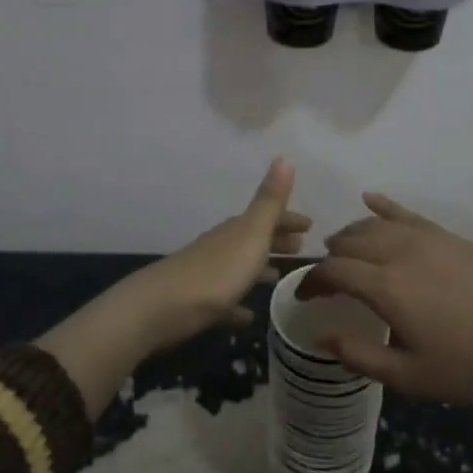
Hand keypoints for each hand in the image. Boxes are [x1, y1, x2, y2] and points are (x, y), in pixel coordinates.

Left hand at [130, 157, 310, 350]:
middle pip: (254, 239)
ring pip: (240, 267)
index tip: (311, 225)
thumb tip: (283, 156)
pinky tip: (248, 315)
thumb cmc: (216, 271)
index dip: (289, 218)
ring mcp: (208, 275)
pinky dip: (238, 304)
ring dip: (259, 269)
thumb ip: (269, 200)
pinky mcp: (199, 304)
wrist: (160, 308)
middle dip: (277, 240)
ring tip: (278, 276)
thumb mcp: (251, 234)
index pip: (268, 216)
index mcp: (237, 230)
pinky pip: (225, 301)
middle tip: (301, 247)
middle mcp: (222, 247)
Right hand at [297, 194, 472, 404]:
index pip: (333, 271)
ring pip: (375, 224)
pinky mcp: (450, 237)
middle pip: (351, 240)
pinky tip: (370, 199)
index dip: (312, 281)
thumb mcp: (409, 376)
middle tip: (326, 278)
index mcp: (386, 287)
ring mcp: (428, 239)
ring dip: (352, 233)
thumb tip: (319, 335)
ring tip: (343, 248)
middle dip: (330, 256)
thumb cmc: (470, 367)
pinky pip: (408, 213)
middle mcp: (400, 252)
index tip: (304, 298)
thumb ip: (359, 355)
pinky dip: (384, 206)